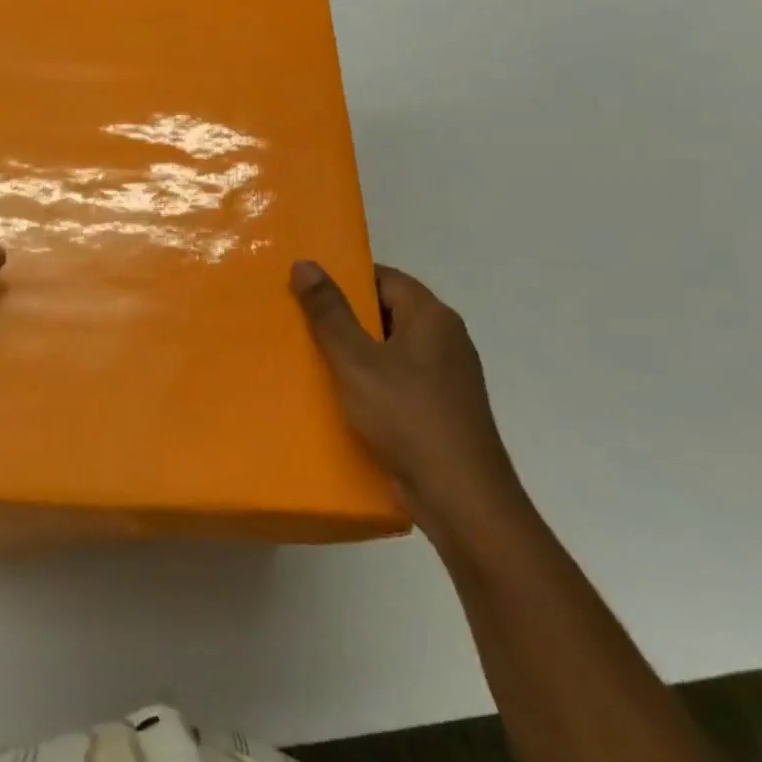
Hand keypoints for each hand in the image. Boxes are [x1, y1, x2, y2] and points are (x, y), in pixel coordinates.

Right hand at [290, 260, 520, 542]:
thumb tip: (305, 263)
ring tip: (312, 359)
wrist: (461, 498)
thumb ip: (329, 312)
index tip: (307, 290)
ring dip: (355, 352)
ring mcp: (448, 376)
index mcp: (432, 317)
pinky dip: (372, 381)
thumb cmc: (407, 416)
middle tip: (300, 323)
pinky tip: (342, 397)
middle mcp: (446, 339)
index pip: (384, 277)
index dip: (346, 279)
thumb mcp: (356, 360)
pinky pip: (400, 380)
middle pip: (388, 312)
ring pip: (392, 349)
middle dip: (345, 317)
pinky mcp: (443, 408)